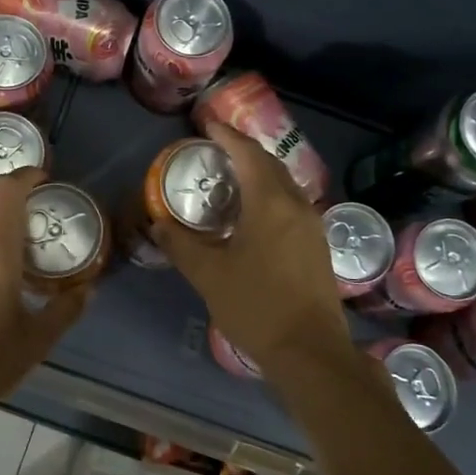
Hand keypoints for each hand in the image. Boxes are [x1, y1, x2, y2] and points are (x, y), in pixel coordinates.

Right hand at [152, 122, 349, 374]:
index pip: (248, 154)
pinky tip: (254, 214)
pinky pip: (291, 204)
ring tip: (232, 178)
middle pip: (270, 165)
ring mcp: (312, 226)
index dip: (227, 136)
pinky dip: (270, 195)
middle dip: (243, 151)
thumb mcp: (209, 275)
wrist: (310, 351)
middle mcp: (296, 205)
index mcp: (270, 203)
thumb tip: (158, 224)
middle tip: (215, 149)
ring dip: (259, 174)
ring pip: (284, 185)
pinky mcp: (317, 246)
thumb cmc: (256, 306)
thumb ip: (181, 245)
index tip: (208, 124)